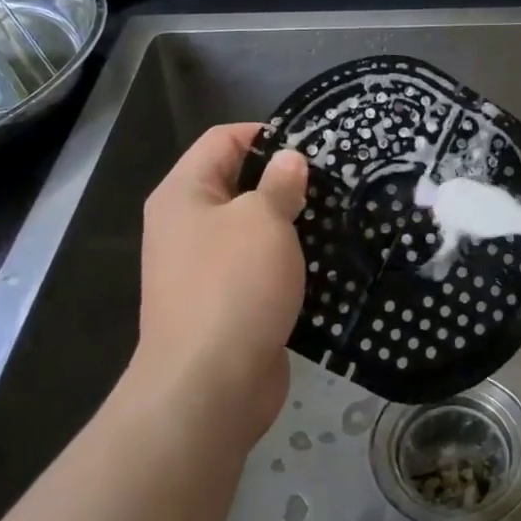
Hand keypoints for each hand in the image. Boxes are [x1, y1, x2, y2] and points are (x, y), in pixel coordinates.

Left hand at [137, 123, 307, 442]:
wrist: (209, 387)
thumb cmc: (232, 286)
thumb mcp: (262, 220)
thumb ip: (279, 184)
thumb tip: (289, 160)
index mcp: (183, 194)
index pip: (222, 140)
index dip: (264, 133)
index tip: (312, 143)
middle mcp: (186, 226)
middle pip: (237, 184)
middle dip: (284, 180)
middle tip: (334, 181)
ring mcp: (203, 268)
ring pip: (252, 229)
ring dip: (290, 223)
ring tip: (337, 216)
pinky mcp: (226, 303)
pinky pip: (258, 268)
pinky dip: (287, 261)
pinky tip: (326, 260)